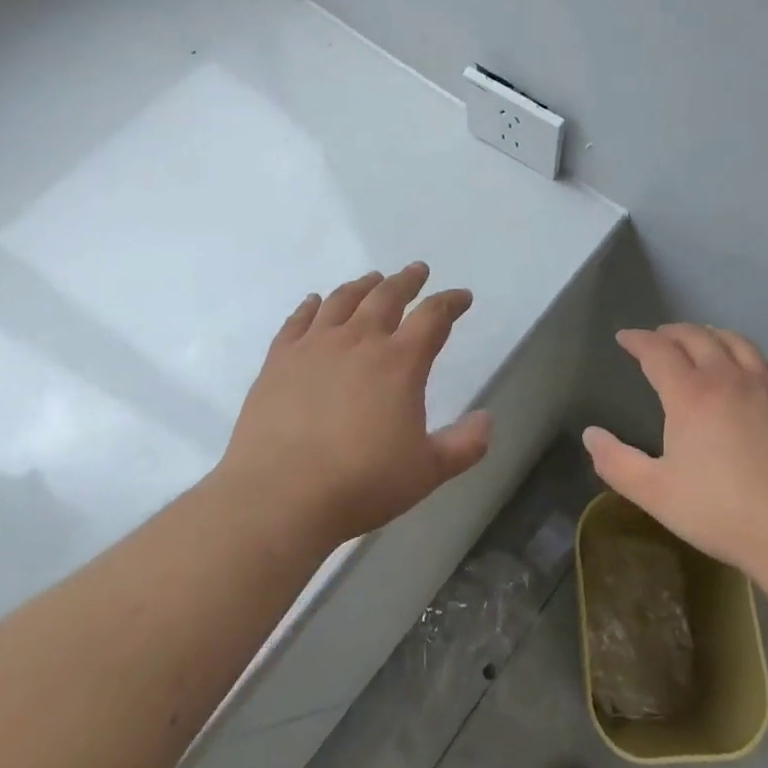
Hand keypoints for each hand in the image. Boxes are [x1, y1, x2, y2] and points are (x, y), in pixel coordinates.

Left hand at [222, 263, 490, 550]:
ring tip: (372, 279)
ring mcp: (315, 346)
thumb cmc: (361, 483)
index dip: (450, 302)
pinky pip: (298, 320)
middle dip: (407, 280)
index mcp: (400, 361)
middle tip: (417, 271)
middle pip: (387, 296)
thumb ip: (464, 444)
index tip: (461, 297)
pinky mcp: (279, 359)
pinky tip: (314, 302)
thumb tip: (488, 419)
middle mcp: (359, 341)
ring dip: (363, 286)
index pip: (433, 317)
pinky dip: (311, 306)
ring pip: (343, 300)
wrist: (279, 496)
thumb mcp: (427, 471)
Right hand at [583, 324, 767, 576]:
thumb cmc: (721, 512)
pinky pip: (766, 363)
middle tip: (658, 336)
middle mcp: (727, 378)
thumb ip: (616, 462)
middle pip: (696, 337)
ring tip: (701, 339)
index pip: (657, 351)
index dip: (637, 340)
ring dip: (710, 334)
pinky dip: (746, 355)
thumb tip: (590, 434)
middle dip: (671, 332)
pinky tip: (747, 369)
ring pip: (735, 342)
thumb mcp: (655, 494)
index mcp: (690, 394)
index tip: (624, 338)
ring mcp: (765, 387)